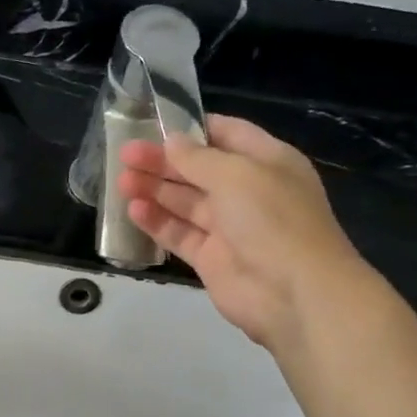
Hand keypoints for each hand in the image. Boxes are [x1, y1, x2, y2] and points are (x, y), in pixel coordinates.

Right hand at [117, 114, 369, 351]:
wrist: (294, 292)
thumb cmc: (273, 219)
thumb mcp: (236, 175)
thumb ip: (198, 158)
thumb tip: (171, 141)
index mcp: (267, 161)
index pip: (226, 134)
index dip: (192, 128)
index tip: (155, 124)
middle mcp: (247, 191)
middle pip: (198, 169)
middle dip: (163, 161)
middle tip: (126, 154)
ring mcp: (228, 227)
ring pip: (184, 202)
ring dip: (154, 189)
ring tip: (122, 181)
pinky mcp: (210, 258)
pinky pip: (179, 234)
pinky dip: (157, 222)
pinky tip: (133, 210)